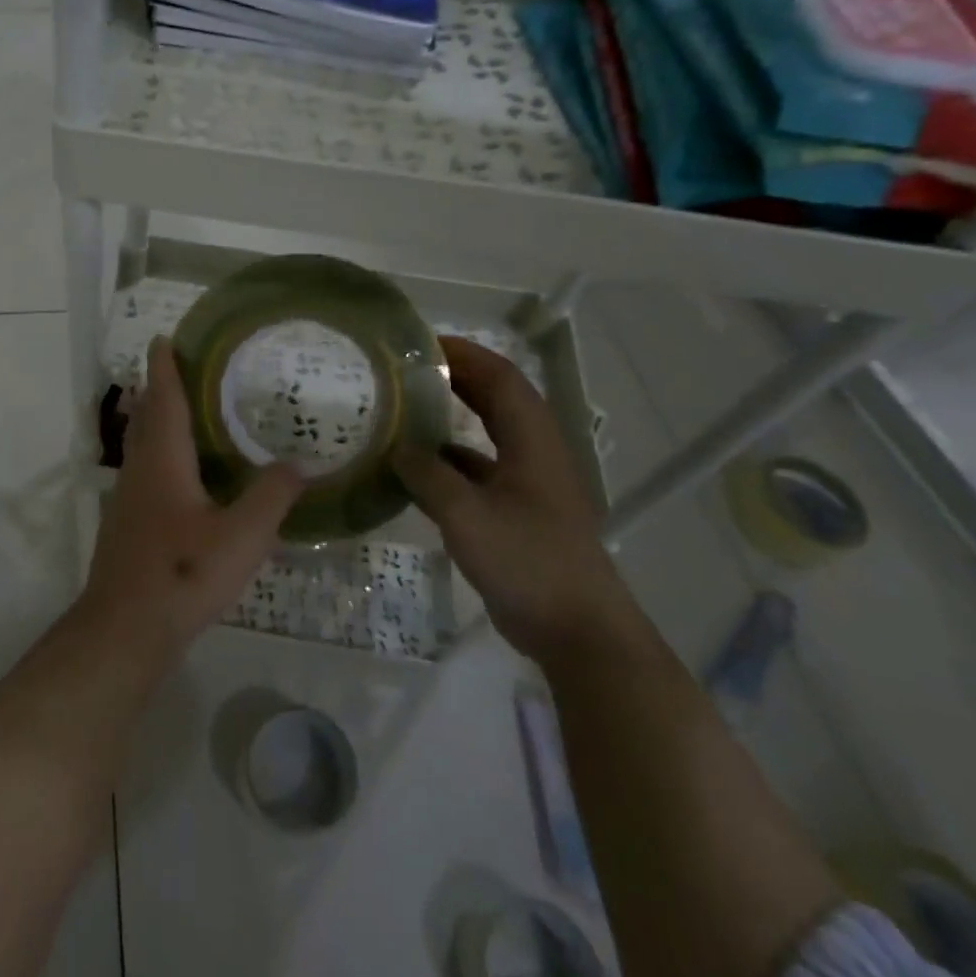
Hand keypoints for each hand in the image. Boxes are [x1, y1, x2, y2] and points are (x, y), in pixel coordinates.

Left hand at [81, 338, 304, 656]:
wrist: (124, 628)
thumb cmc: (183, 573)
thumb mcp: (243, 536)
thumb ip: (272, 496)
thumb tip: (299, 464)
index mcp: (163, 460)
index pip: (163, 399)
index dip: (163, 367)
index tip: (162, 338)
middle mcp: (140, 470)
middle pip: (145, 417)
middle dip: (159, 389)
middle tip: (182, 369)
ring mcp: (128, 499)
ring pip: (141, 446)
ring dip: (157, 421)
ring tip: (186, 413)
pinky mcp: (127, 525)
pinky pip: (144, 472)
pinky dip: (160, 455)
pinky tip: (182, 476)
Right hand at [393, 335, 628, 664]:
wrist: (578, 633)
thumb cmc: (529, 564)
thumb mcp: (468, 516)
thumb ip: (428, 476)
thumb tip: (396, 449)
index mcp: (532, 443)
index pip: (501, 378)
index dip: (465, 354)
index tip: (421, 344)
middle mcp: (532, 455)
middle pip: (495, 400)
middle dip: (455, 378)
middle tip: (405, 370)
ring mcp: (525, 486)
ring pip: (484, 435)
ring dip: (449, 418)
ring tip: (401, 409)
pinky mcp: (514, 514)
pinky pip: (475, 472)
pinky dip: (445, 462)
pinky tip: (411, 470)